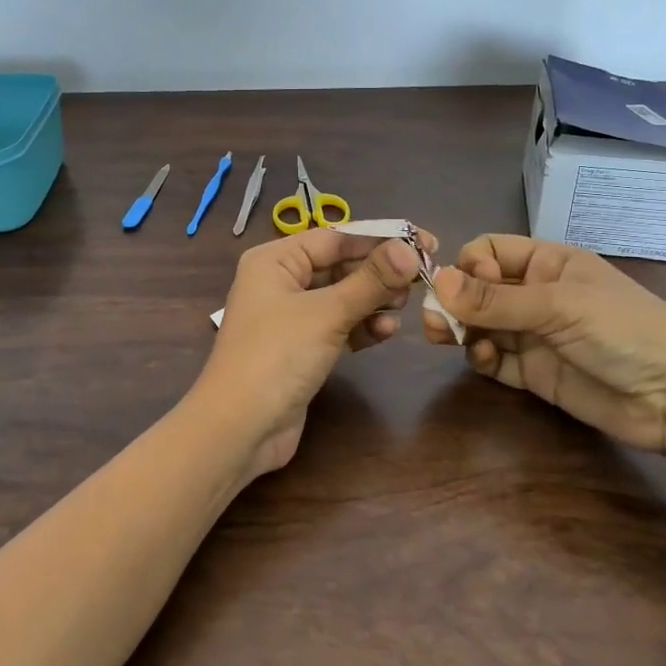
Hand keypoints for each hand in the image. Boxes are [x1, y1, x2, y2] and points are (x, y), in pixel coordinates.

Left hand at [193, 227, 432, 477]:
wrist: (240, 427)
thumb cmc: (277, 355)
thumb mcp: (326, 313)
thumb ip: (370, 280)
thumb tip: (410, 249)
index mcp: (274, 260)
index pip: (335, 238)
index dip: (380, 239)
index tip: (424, 242)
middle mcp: (279, 282)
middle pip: (339, 266)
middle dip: (379, 273)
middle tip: (421, 279)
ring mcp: (289, 317)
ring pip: (341, 297)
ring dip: (373, 301)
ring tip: (403, 307)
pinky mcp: (301, 349)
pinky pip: (338, 326)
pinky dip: (361, 327)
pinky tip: (385, 332)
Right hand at [422, 234, 665, 453]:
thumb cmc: (625, 331)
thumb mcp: (559, 306)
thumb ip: (496, 300)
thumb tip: (436, 282)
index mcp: (548, 263)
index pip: (491, 251)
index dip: (471, 265)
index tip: (463, 287)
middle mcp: (536, 295)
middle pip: (478, 290)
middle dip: (454, 302)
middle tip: (434, 322)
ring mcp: (535, 335)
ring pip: (481, 325)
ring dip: (461, 330)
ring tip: (449, 340)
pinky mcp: (535, 373)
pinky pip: (494, 360)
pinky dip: (481, 358)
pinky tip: (486, 360)